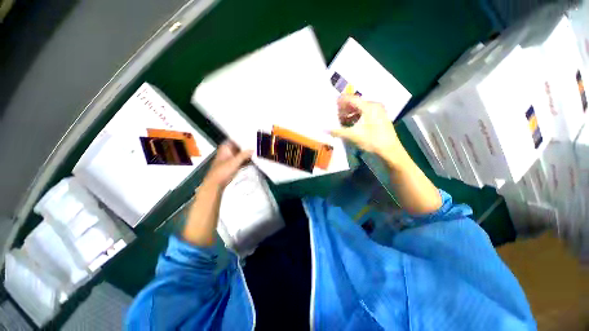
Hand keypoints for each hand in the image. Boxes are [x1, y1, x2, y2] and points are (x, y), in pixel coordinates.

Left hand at [203, 140, 252, 189]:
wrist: (216, 184)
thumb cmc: (222, 171)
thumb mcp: (234, 161)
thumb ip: (244, 154)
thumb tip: (253, 148)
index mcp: (225, 148)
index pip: (235, 139)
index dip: (243, 138)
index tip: (252, 137)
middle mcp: (228, 152)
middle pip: (239, 147)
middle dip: (247, 146)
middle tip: (257, 144)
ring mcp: (231, 159)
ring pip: (241, 154)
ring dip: (248, 154)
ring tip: (258, 151)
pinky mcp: (234, 166)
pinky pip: (242, 160)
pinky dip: (247, 160)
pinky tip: (254, 159)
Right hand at [330, 95, 408, 167]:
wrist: (390, 150)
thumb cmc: (372, 140)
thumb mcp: (353, 135)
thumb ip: (338, 131)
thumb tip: (325, 129)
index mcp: (369, 106)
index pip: (352, 99)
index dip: (341, 100)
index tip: (332, 102)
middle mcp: (374, 105)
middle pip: (356, 103)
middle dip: (345, 108)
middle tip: (335, 112)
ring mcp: (378, 111)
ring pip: (361, 109)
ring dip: (350, 113)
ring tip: (341, 119)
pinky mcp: (380, 117)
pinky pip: (365, 113)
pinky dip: (357, 117)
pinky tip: (350, 123)